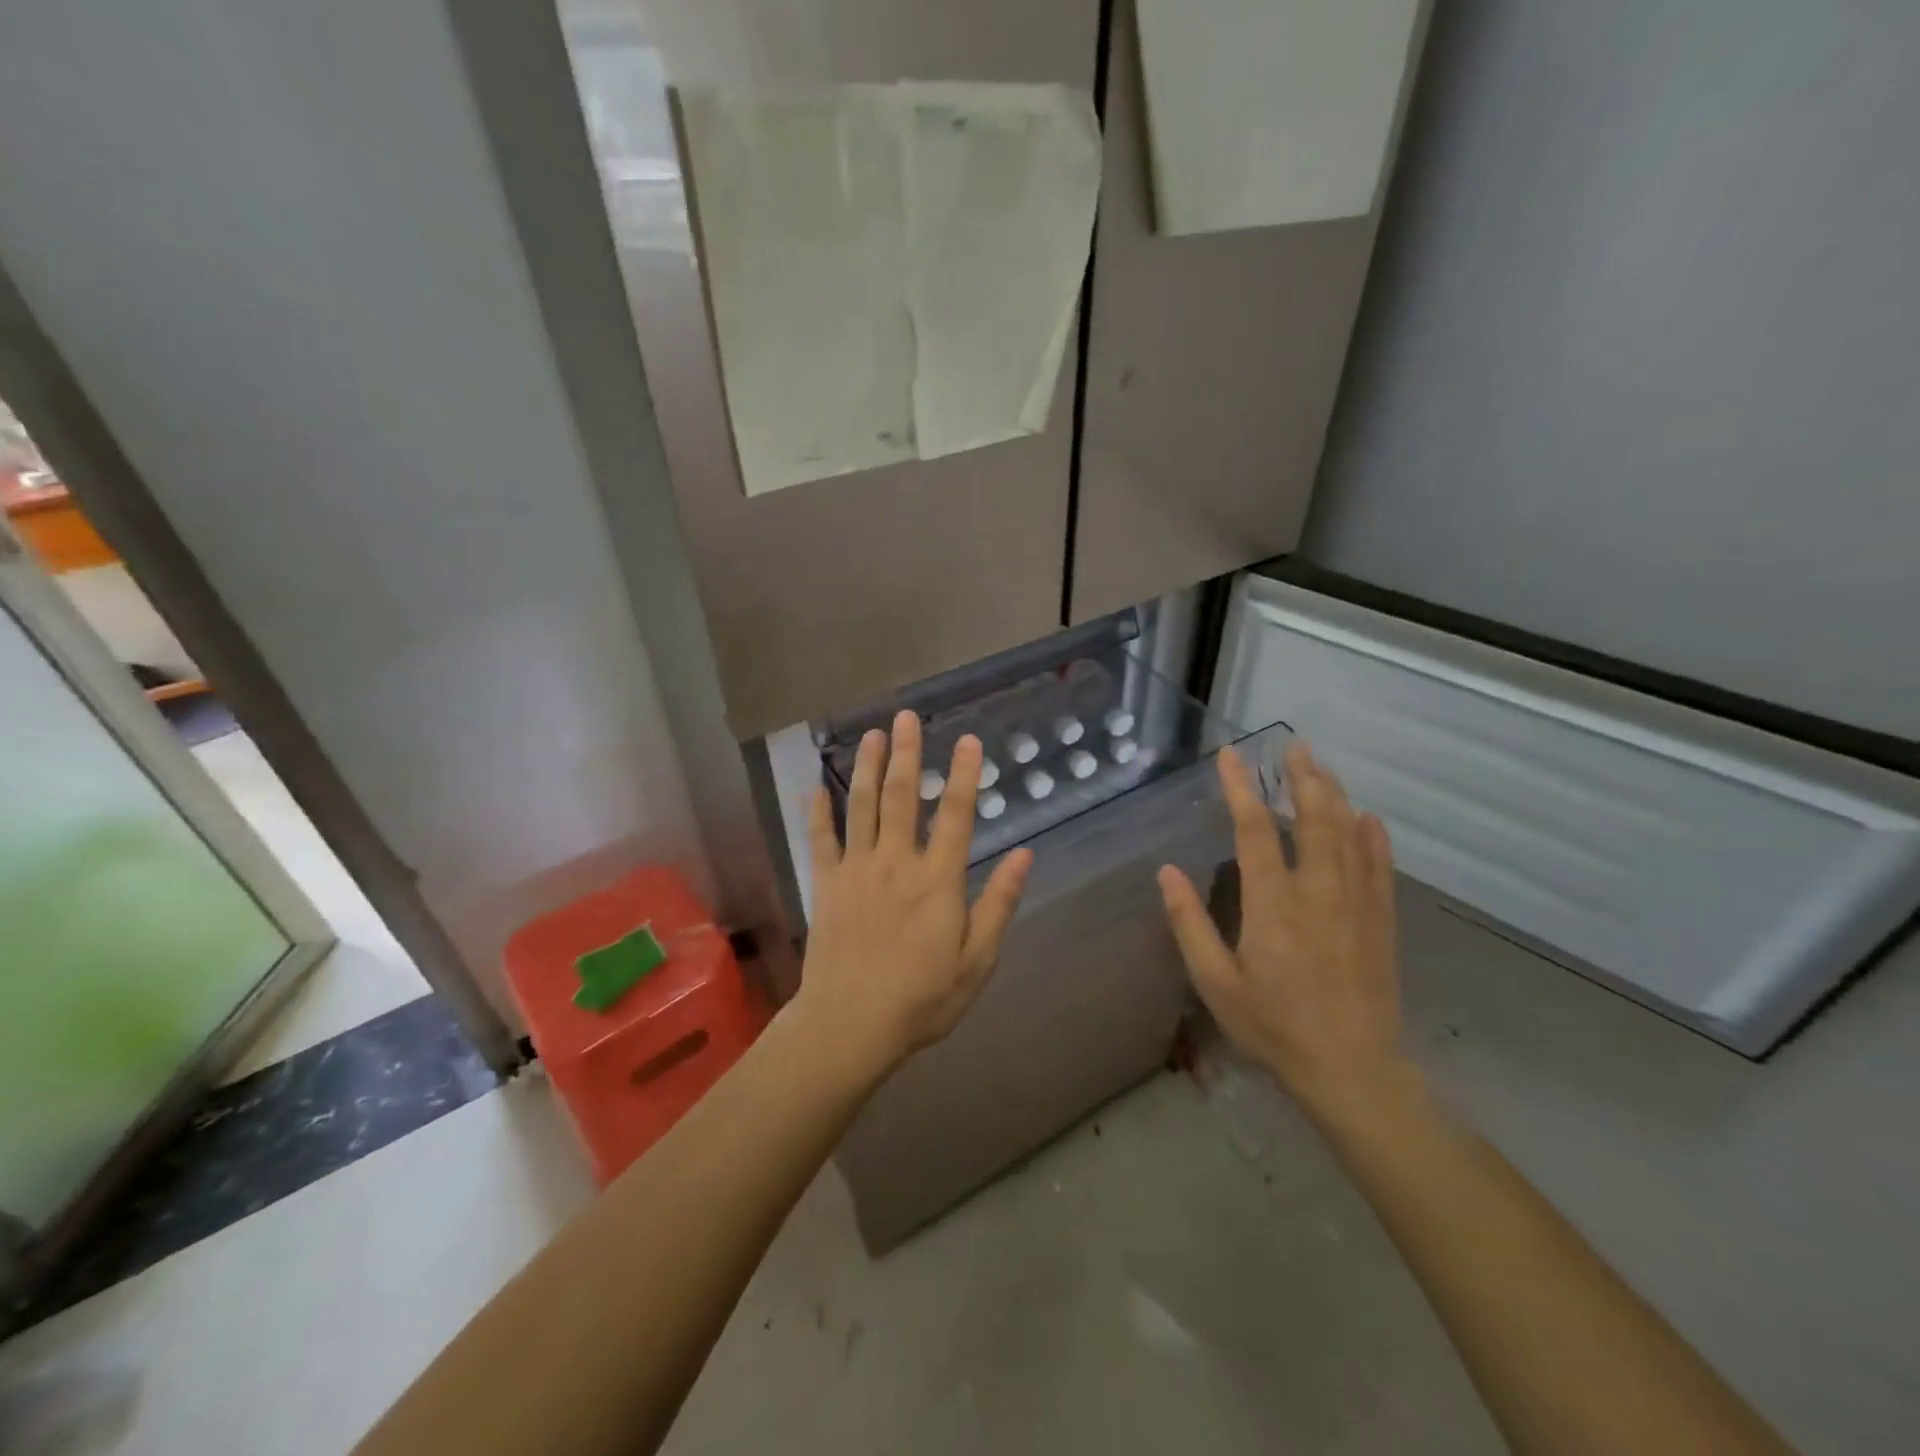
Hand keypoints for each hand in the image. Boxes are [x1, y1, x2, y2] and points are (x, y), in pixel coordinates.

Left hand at [795, 711, 1032, 1078]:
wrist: (850, 1025)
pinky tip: (817, 786)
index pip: (957, 815)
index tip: (969, 740)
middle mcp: (897, 863)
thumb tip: (1025, 855)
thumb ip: (999, 904)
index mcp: (938, 880)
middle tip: (907, 717)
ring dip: (869, 768)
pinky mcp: (826, 885)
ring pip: (863, 807)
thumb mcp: (977, 960)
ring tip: (872, 734)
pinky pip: (820, 840)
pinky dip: (818, 811)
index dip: (965, 775)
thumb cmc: (922, 998)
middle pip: (904, 797)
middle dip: (908, 753)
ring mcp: (857, 870)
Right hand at [1158, 740, 1415, 1127]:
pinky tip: (1369, 816)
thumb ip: (1189, 924)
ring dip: (1334, 795)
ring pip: (1348, 834)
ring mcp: (1355, 904)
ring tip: (1321, 767)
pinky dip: (1373, 837)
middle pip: (1312, 818)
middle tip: (1292, 746)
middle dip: (1301, 777)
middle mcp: (1317, 892)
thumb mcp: (1216, 982)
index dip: (1241, 788)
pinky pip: (1379, 867)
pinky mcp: (1381, 922)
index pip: (1254, 829)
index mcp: (1273, 903)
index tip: (1231, 757)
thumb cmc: (1274, 1027)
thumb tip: (1166, 872)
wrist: (1353, 1071)